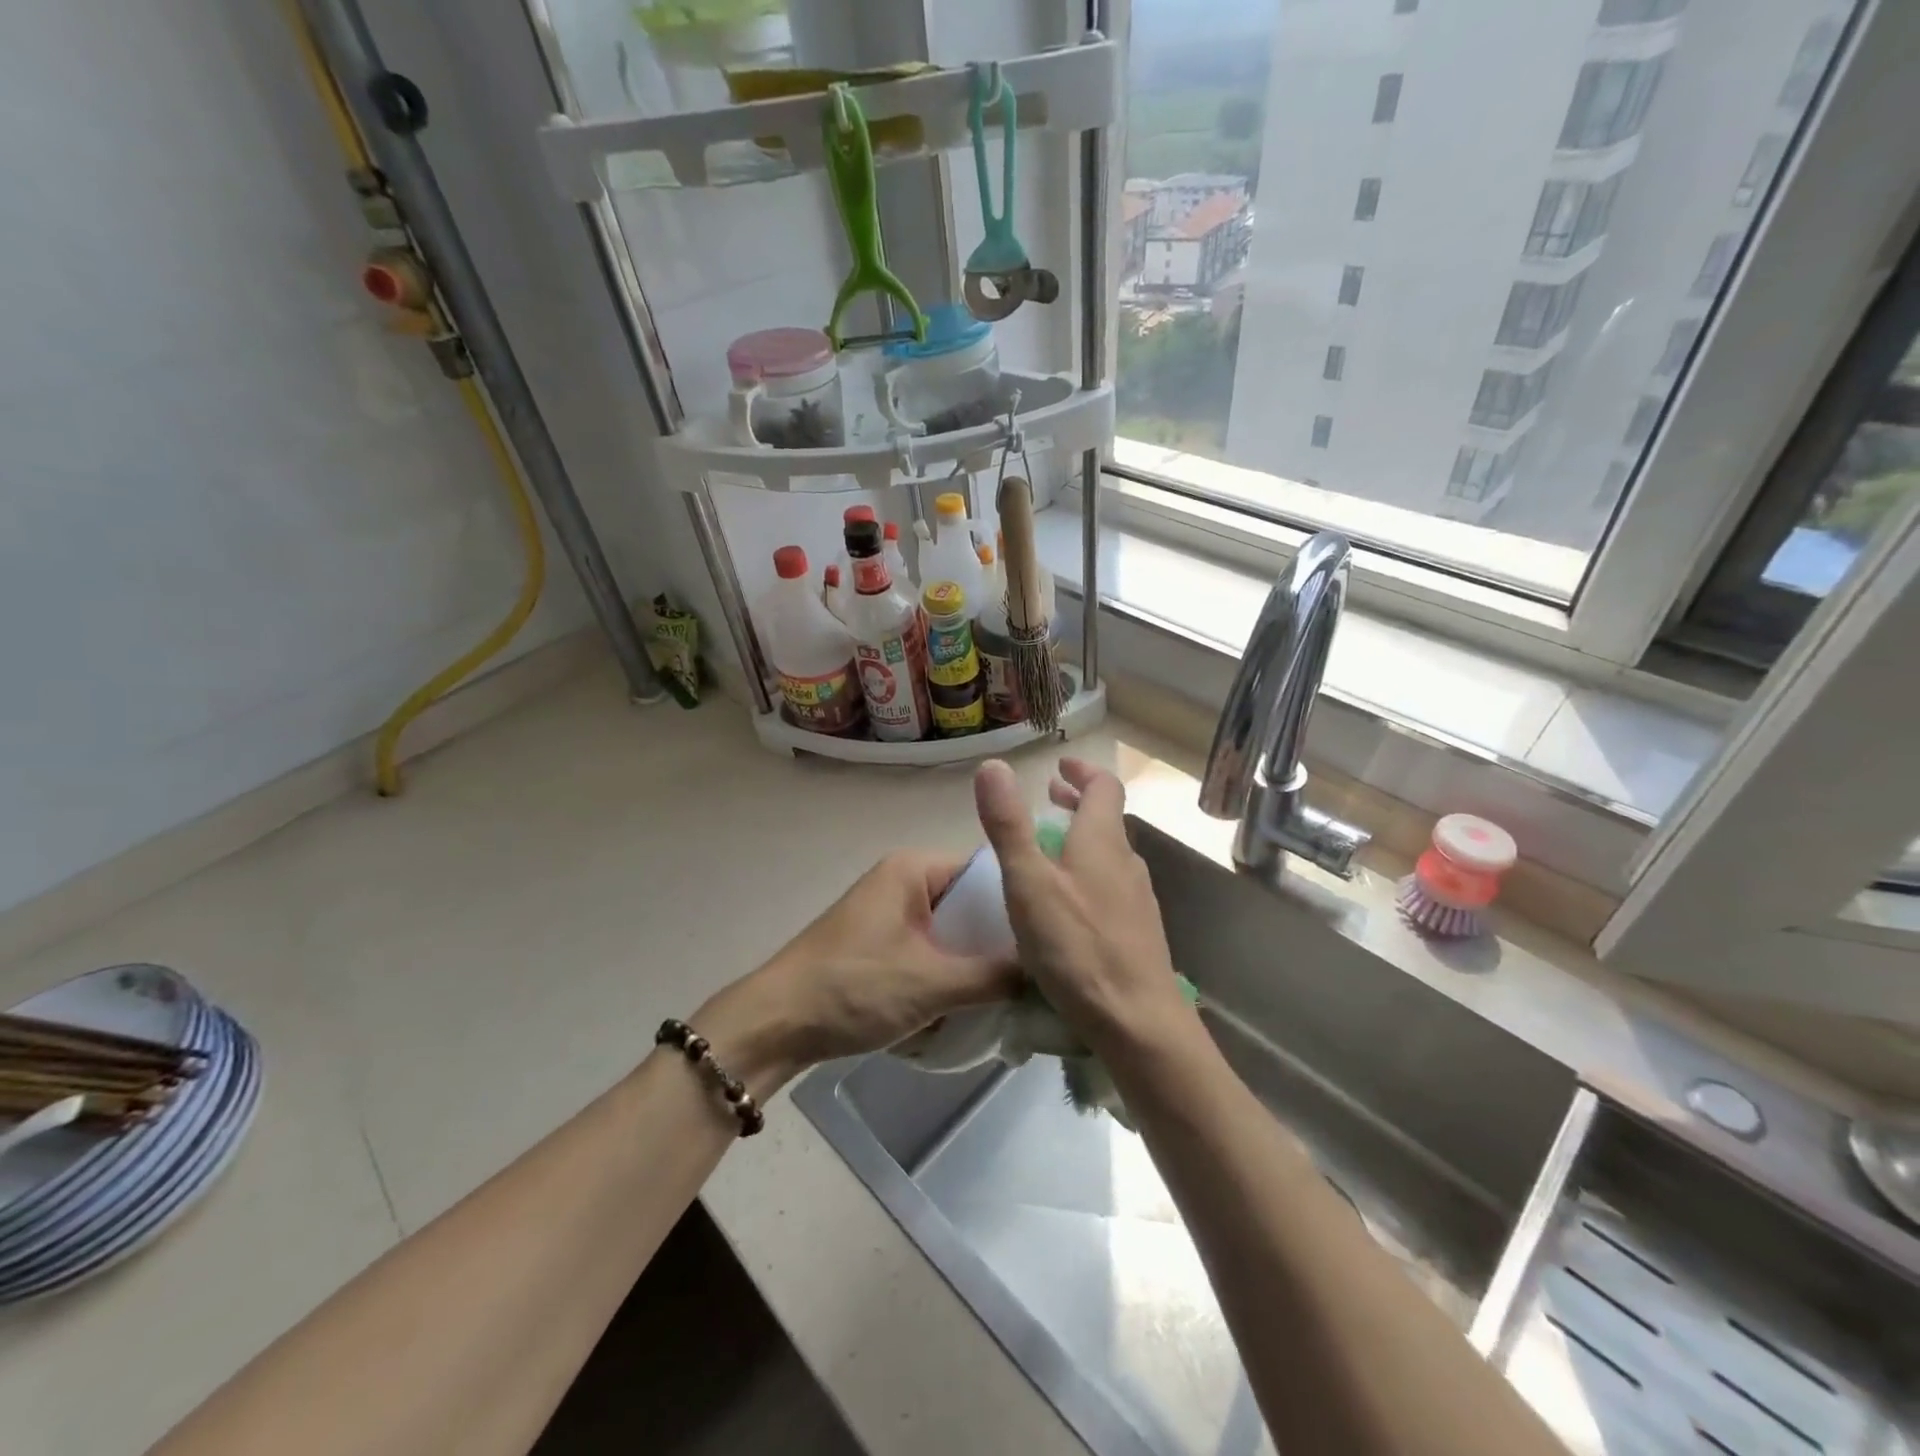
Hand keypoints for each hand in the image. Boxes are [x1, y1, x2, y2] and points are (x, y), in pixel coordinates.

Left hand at [694, 852, 1019, 1095]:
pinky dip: (948, 973)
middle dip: (998, 940)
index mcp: (914, 868)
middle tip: (1039, 973)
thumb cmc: (855, 988)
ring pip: (952, 932)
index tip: (1053, 938)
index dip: (1020, 902)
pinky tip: (971, 1004)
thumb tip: (1049, 973)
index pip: (986, 871)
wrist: (775, 1024)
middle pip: (971, 903)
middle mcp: (903, 881)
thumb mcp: (933, 983)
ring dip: (974, 962)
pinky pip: (930, 950)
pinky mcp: (879, 944)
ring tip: (1013, 992)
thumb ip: (995, 976)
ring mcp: (889, 913)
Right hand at [973, 757, 1196, 1057]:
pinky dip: (1088, 875)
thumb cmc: (1077, 946)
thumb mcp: (1028, 882)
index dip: (1082, 770)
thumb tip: (993, 765)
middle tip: (1050, 797)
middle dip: (1078, 802)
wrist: (1137, 1021)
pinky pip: (1112, 887)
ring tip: (1051, 850)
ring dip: (1082, 840)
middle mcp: (1126, 862)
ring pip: (1109, 855)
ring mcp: (1137, 899)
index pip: (1103, 787)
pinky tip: (1069, 905)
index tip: (1058, 766)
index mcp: (1102, 841)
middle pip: (1107, 819)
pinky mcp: (1139, 932)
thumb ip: (1009, 826)